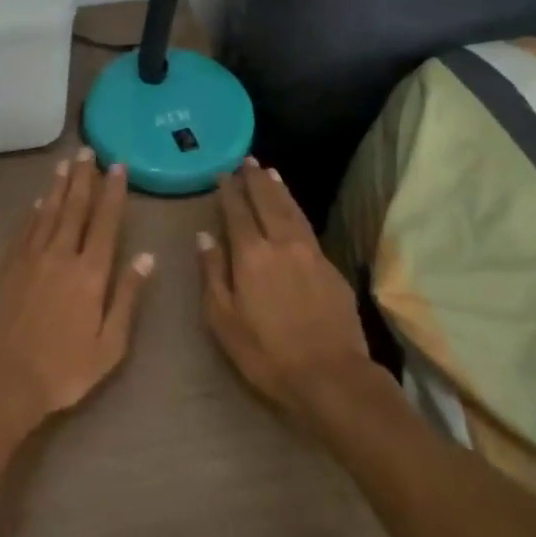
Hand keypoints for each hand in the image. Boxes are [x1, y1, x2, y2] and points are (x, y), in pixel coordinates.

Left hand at [0, 148, 154, 434]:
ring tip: (66, 162)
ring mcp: (31, 258)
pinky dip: (35, 211)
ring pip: (49, 212)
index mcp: (90, 273)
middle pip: (75, 207)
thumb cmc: (64, 370)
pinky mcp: (9, 267)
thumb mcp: (110, 345)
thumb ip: (128, 297)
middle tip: (88, 150)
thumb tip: (147, 258)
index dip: (113, 192)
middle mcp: (61, 255)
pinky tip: (40, 200)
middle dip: (84, 177)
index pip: (105, 222)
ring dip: (59, 185)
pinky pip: (26, 229)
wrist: (2, 379)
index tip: (118, 166)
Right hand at [199, 159, 371, 423]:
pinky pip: (307, 227)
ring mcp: (310, 254)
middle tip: (247, 161)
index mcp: (251, 255)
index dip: (229, 192)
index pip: (237, 212)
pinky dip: (296, 210)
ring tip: (270, 172)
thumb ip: (213, 273)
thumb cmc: (266, 353)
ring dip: (279, 190)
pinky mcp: (330, 268)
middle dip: (255, 180)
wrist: (331, 376)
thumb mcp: (223, 320)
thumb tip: (204, 236)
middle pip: (267, 202)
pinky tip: (293, 210)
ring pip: (292, 211)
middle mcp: (281, 244)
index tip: (223, 174)